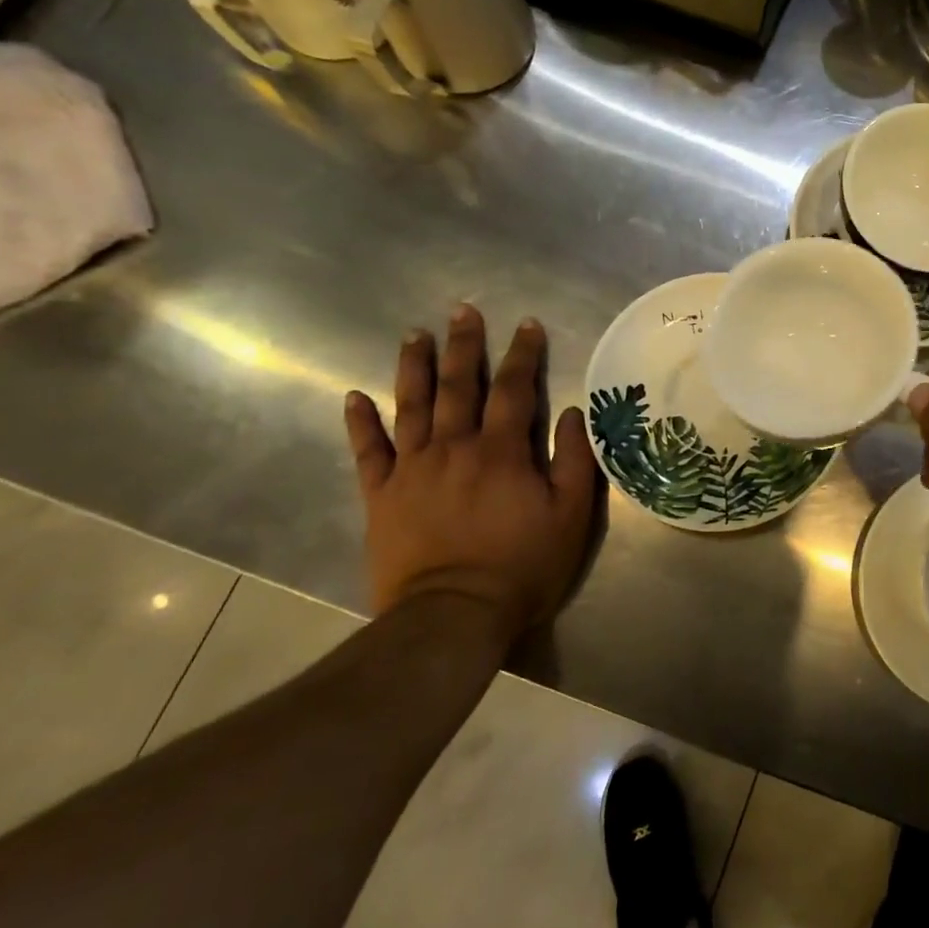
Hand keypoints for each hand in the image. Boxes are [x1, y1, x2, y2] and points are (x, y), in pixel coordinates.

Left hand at [344, 307, 601, 638]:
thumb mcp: (571, 515)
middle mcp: (454, 447)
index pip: (515, 389)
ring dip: (414, 367)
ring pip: (412, 406)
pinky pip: (367, 452)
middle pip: (459, 385)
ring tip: (414, 334)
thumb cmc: (522, 566)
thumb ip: (575, 460)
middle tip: (463, 310)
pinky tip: (353, 397)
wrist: (452, 617)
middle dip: (464, 345)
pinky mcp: (381, 496)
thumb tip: (574, 413)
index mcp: (502, 450)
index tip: (527, 324)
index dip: (523, 353)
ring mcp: (412, 470)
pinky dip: (360, 423)